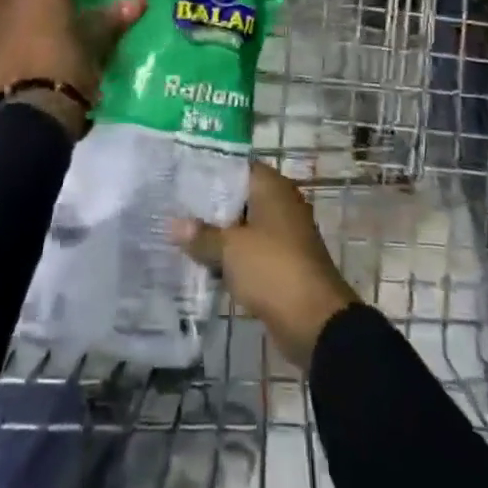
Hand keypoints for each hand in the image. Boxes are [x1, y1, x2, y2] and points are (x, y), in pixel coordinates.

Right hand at [171, 162, 360, 368]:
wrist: (315, 321)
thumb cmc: (272, 269)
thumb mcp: (230, 249)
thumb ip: (201, 235)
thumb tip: (172, 224)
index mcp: (272, 188)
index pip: (237, 167)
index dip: (210, 170)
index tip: (180, 175)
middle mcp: (280, 204)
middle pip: (238, 197)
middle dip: (209, 205)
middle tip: (172, 205)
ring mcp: (283, 235)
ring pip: (243, 227)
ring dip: (218, 234)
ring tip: (180, 234)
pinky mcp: (282, 264)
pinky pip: (250, 252)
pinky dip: (231, 257)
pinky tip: (203, 263)